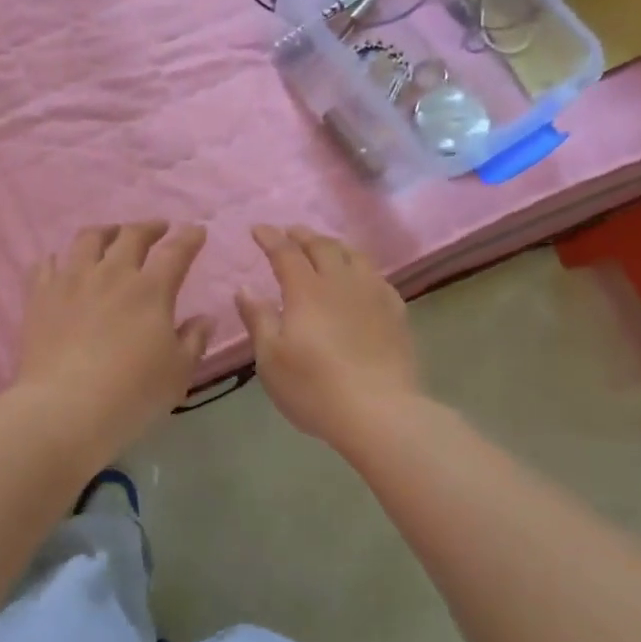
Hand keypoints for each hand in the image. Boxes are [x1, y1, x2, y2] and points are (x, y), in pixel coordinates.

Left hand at [17, 223, 212, 460]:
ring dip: (105, 232)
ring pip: (87, 239)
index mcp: (150, 289)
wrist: (66, 408)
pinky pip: (46, 263)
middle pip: (130, 235)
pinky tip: (62, 264)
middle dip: (149, 227)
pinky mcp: (39, 295)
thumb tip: (205, 317)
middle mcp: (111, 274)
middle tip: (157, 229)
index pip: (176, 251)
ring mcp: (71, 280)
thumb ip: (194, 339)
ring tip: (110, 235)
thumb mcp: (178, 372)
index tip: (196, 231)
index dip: (189, 237)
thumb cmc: (132, 393)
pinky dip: (59, 258)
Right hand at [236, 224, 420, 448]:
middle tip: (290, 231)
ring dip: (334, 244)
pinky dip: (360, 267)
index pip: (285, 252)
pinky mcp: (396, 313)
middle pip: (322, 246)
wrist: (380, 412)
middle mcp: (341, 283)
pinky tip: (360, 277)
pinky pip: (377, 276)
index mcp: (306, 291)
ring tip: (324, 245)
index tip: (258, 229)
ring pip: (354, 256)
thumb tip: (244, 288)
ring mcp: (373, 295)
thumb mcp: (271, 358)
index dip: (270, 238)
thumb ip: (258, 319)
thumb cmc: (314, 388)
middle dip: (303, 234)